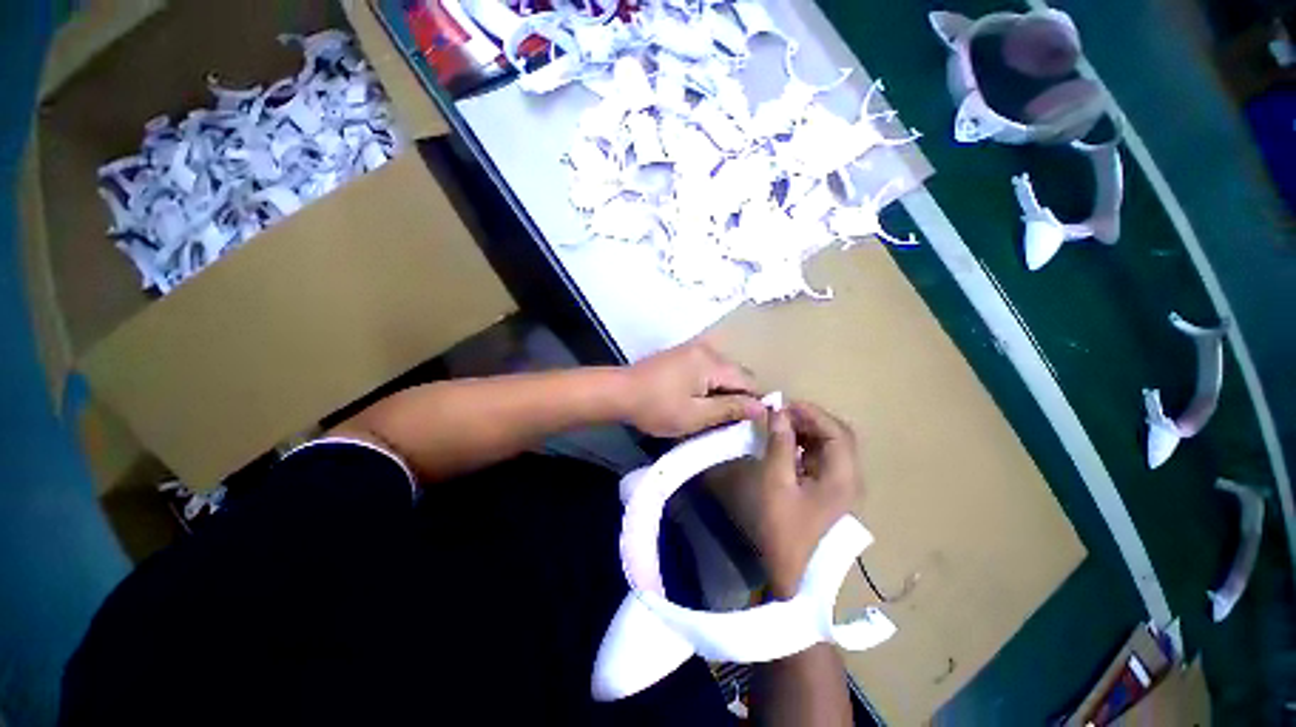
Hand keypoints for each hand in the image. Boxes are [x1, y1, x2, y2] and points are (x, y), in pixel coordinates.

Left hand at [619, 341, 764, 437]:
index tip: (750, 423)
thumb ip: (730, 409)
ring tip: (711, 412)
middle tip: (727, 420)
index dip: (754, 402)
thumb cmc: (657, 407)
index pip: (748, 380)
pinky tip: (698, 398)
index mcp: (712, 362)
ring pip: (722, 370)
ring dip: (723, 390)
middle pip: (736, 373)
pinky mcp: (681, 354)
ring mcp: (692, 349)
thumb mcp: (695, 415)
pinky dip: (710, 383)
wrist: (619, 392)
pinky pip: (707, 367)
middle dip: (737, 396)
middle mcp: (706, 349)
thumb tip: (762, 407)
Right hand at [709, 402, 859, 598]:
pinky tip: (786, 444)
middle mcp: (849, 477)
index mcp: (842, 476)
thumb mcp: (777, 481)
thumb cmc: (783, 527)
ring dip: (807, 431)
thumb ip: (780, 444)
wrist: (791, 573)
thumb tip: (778, 413)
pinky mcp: (829, 490)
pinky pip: (821, 457)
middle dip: (810, 419)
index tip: (783, 405)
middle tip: (781, 414)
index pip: (836, 431)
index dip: (811, 413)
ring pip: (830, 445)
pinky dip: (805, 445)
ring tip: (780, 424)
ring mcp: (840, 484)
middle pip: (837, 435)